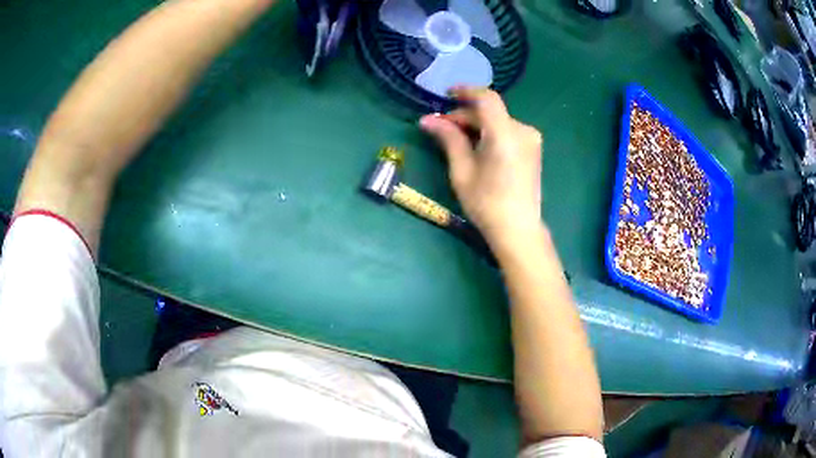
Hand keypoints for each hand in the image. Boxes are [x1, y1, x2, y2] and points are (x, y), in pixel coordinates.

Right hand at [419, 87, 543, 244]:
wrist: (518, 229)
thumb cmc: (486, 203)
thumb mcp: (462, 170)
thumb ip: (449, 138)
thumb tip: (427, 119)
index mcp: (505, 134)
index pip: (486, 98)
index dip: (466, 91)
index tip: (446, 94)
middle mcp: (522, 130)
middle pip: (490, 111)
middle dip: (465, 115)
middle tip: (442, 128)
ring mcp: (531, 139)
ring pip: (498, 121)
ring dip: (477, 124)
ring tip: (457, 139)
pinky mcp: (533, 148)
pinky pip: (507, 131)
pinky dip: (490, 132)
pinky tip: (477, 146)